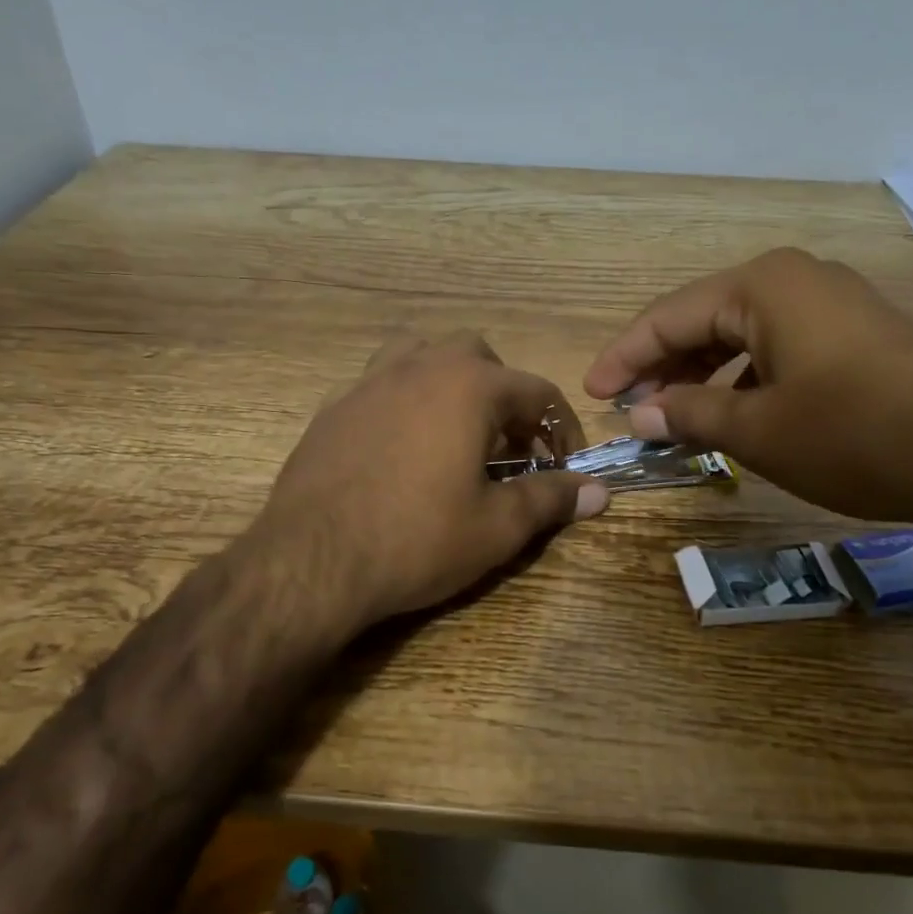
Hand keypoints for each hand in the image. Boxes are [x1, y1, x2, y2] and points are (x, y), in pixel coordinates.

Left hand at [251, 333, 608, 633]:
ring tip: (453, 429)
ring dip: (448, 381)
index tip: (564, 465)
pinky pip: (378, 383)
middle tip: (506, 446)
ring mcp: (369, 381)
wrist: (312, 561)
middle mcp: (420, 366)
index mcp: (469, 386)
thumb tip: (599, 492)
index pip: (537, 392)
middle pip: (478, 355)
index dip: (560, 429)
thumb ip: (550, 500)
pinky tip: (398, 445)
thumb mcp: (496, 527)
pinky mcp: (332, 406)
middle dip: (503, 395)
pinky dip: (401, 399)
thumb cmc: (417, 539)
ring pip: (421, 352)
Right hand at [583, 248, 912, 528]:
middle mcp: (793, 278)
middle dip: (661, 365)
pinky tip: (732, 412)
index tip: (592, 393)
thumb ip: (690, 414)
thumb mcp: (758, 431)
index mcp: (762, 286)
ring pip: (740, 333)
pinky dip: (743, 377)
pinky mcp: (855, 331)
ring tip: (673, 417)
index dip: (624, 357)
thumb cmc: (857, 436)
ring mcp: (830, 302)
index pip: (668, 317)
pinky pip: (777, 345)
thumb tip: (641, 414)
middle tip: (629, 408)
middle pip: (703, 319)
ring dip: (701, 373)